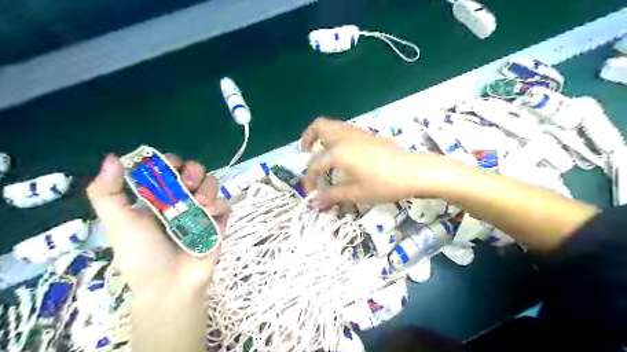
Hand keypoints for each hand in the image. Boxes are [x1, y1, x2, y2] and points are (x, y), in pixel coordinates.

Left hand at [84, 153, 229, 299]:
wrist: (171, 285)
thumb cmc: (142, 255)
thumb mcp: (119, 224)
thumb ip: (107, 192)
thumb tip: (112, 157)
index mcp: (157, 197)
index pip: (167, 168)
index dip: (170, 162)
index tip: (169, 168)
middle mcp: (181, 199)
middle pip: (194, 170)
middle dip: (193, 171)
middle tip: (188, 183)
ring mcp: (202, 210)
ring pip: (212, 183)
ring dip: (208, 188)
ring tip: (200, 204)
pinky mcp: (218, 221)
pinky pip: (225, 203)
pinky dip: (219, 205)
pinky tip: (210, 215)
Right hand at [300, 119, 456, 207]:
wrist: (415, 171)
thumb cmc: (385, 184)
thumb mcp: (356, 193)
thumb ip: (332, 195)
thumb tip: (314, 202)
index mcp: (338, 152)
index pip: (315, 164)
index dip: (309, 180)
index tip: (310, 193)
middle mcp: (344, 138)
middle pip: (319, 127)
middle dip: (307, 138)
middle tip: (304, 152)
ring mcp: (357, 133)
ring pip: (332, 125)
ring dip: (321, 135)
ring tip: (321, 150)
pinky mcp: (368, 134)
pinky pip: (344, 129)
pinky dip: (335, 136)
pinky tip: (343, 152)